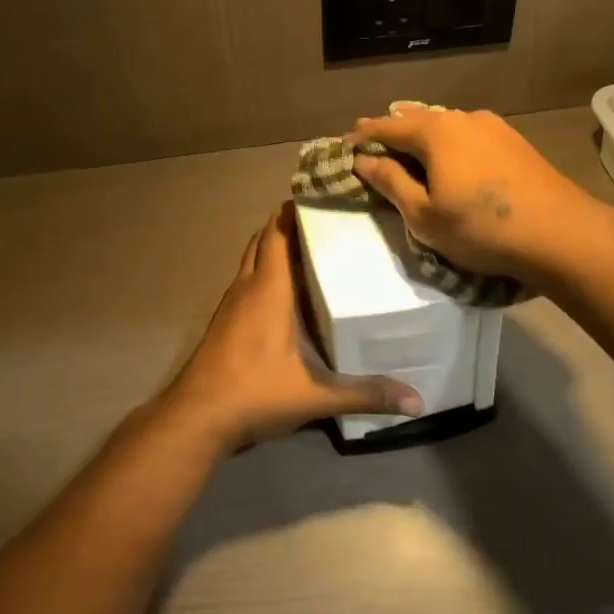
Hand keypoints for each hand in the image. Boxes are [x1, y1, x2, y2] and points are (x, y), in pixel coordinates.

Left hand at [161, 203, 422, 451]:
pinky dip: (264, 272)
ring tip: (312, 249)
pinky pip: (246, 281)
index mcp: (269, 289)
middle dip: (289, 224)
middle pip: (264, 239)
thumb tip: (417, 401)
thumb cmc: (255, 393)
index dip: (297, 210)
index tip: (326, 196)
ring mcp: (230, 303)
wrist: (196, 417)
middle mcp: (247, 286)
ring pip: (252, 259)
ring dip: (274, 247)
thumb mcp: (316, 396)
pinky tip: (287, 292)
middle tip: (327, 221)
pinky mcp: (224, 321)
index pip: (279, 232)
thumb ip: (366, 394)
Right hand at [348, 107, 612, 283]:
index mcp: (435, 132)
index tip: (345, 143)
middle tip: (373, 140)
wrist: (559, 233)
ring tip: (409, 143)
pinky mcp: (515, 142)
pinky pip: (469, 135)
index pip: (388, 126)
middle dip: (394, 129)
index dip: (364, 135)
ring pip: (447, 125)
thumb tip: (363, 159)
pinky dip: (450, 142)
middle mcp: (463, 118)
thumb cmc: (480, 228)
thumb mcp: (423, 214)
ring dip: (424, 134)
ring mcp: (494, 127)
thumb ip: (391, 182)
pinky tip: (452, 155)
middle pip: (418, 119)